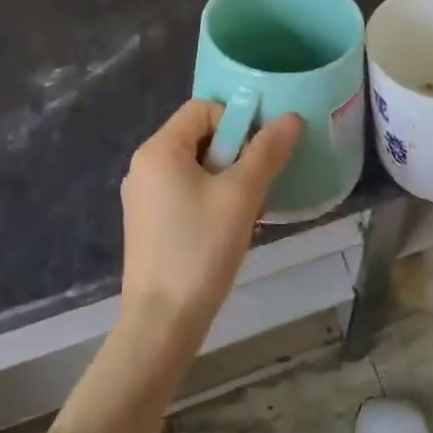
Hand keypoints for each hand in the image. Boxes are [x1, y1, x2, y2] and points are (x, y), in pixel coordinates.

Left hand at [119, 99, 302, 344]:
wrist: (161, 323)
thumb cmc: (200, 249)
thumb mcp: (242, 195)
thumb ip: (267, 151)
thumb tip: (291, 117)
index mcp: (158, 149)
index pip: (203, 108)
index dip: (236, 123)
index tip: (255, 158)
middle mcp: (143, 165)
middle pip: (199, 136)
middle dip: (233, 155)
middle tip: (253, 189)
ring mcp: (142, 196)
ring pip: (195, 167)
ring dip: (225, 180)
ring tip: (244, 213)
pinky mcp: (147, 223)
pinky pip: (183, 192)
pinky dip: (209, 200)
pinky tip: (225, 231)